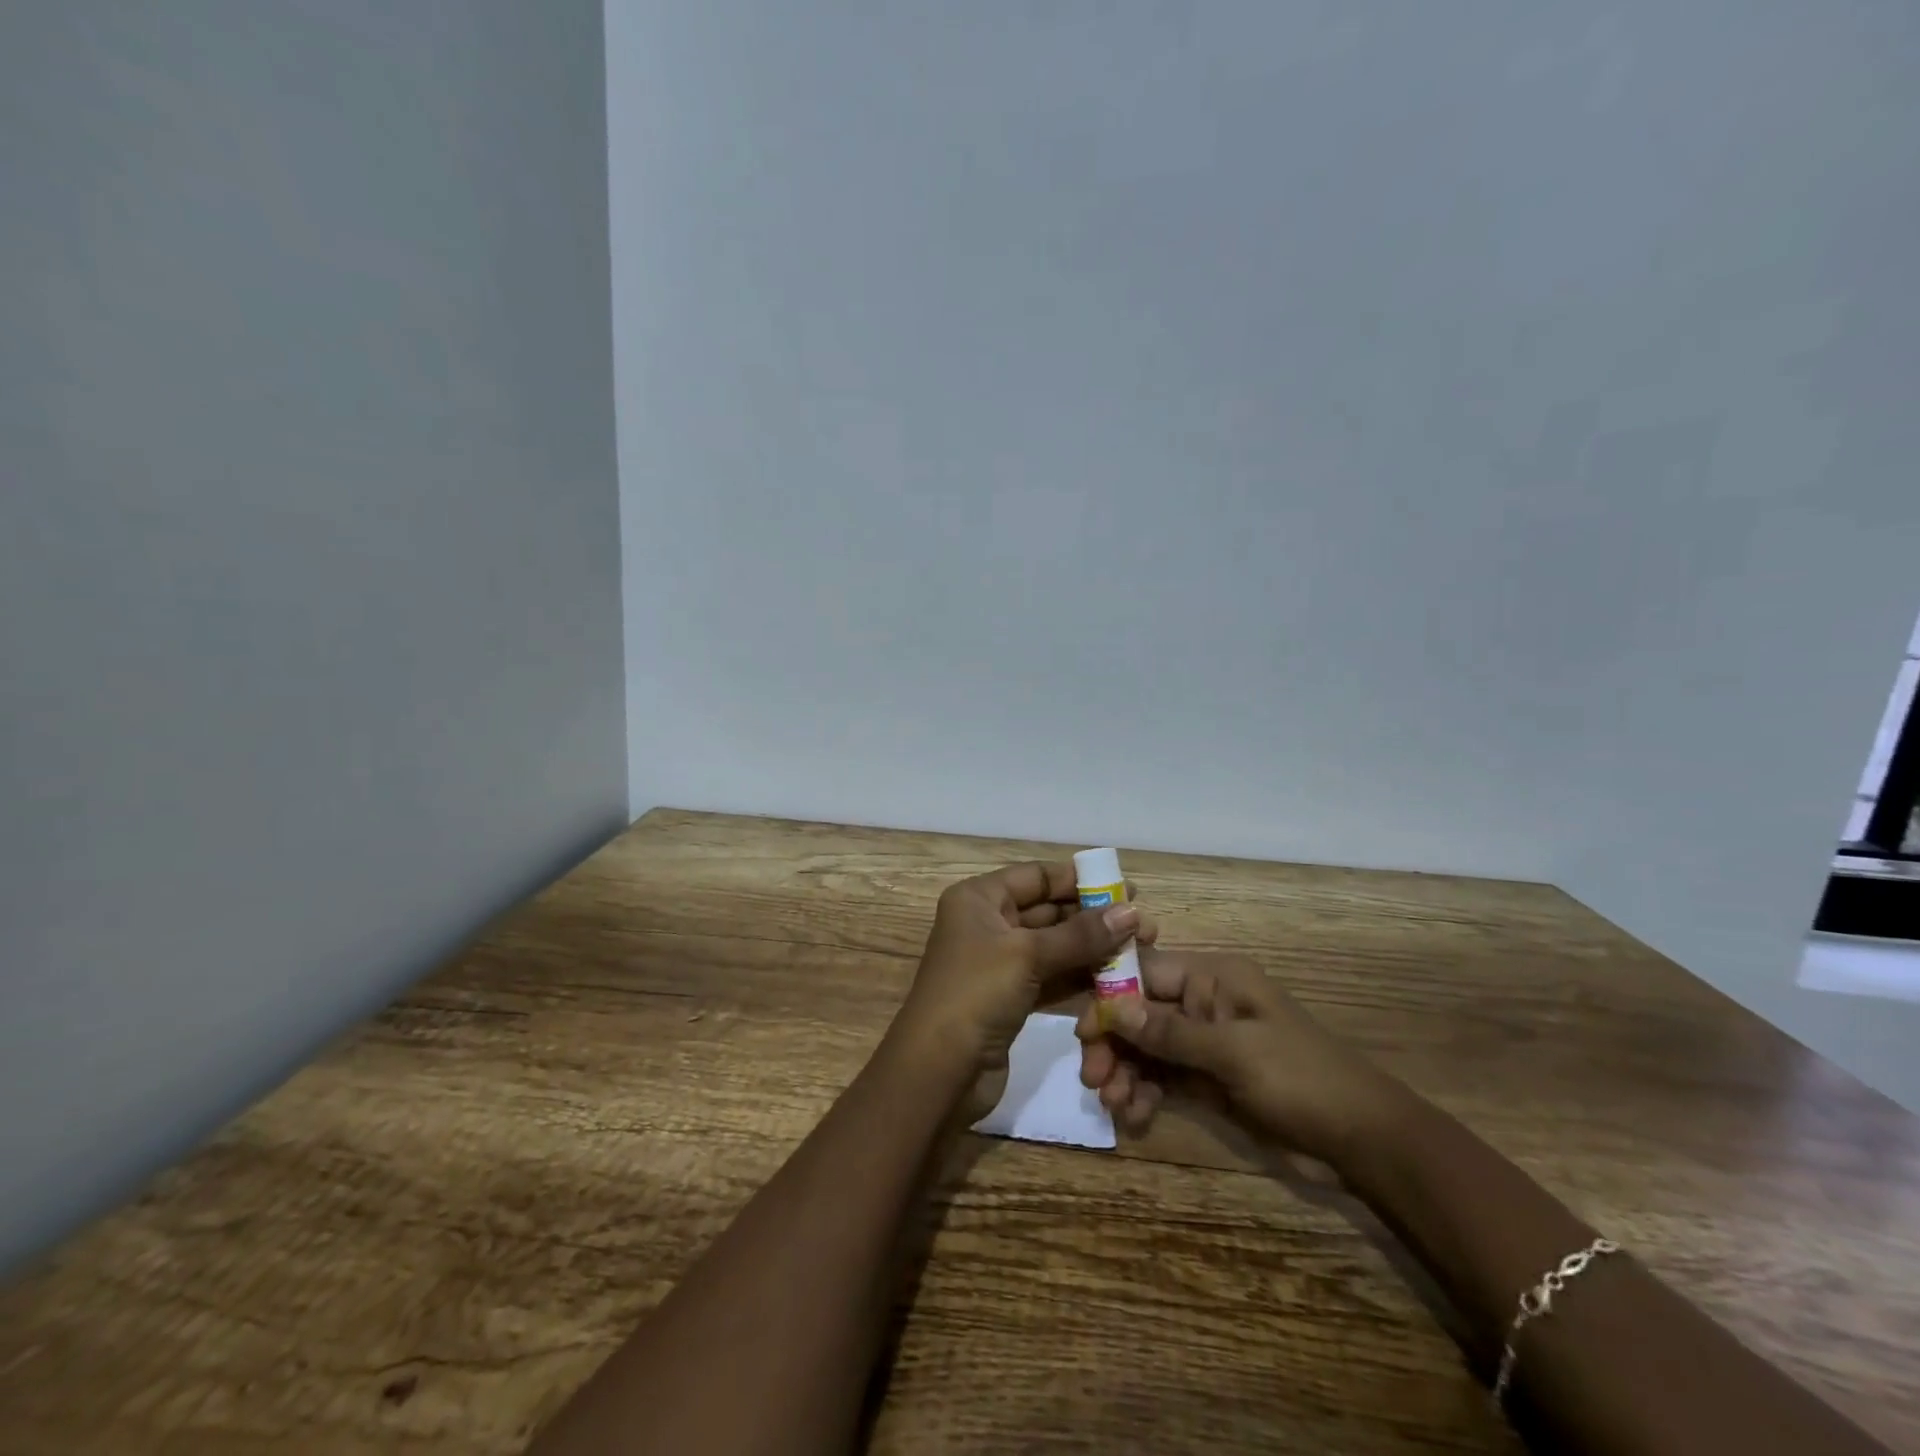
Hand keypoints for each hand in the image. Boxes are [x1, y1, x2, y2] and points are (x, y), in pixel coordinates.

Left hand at [894, 862, 1157, 1117]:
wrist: (938, 1072)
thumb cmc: (976, 995)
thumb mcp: (1027, 956)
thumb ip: (1081, 934)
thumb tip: (1133, 912)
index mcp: (979, 899)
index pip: (1036, 876)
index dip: (1079, 880)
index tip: (1126, 888)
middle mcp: (987, 923)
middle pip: (1048, 910)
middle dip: (1093, 918)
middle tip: (1143, 926)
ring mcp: (998, 963)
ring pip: (1054, 946)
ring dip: (1092, 949)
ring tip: (1139, 951)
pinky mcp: (1010, 998)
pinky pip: (1051, 977)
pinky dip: (1079, 977)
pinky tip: (1116, 980)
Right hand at [1076, 948, 1401, 1167]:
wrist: (1363, 1140)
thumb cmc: (1301, 1079)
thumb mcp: (1234, 1052)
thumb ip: (1171, 1032)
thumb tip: (1113, 1009)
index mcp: (1213, 978)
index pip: (1146, 974)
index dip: (1111, 999)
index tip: (1084, 1033)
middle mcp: (1204, 1002)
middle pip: (1141, 1013)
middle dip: (1115, 1043)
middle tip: (1094, 1080)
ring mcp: (1206, 1042)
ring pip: (1148, 1047)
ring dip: (1126, 1072)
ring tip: (1115, 1105)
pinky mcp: (1209, 1078)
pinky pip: (1164, 1076)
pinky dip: (1145, 1091)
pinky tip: (1135, 1114)